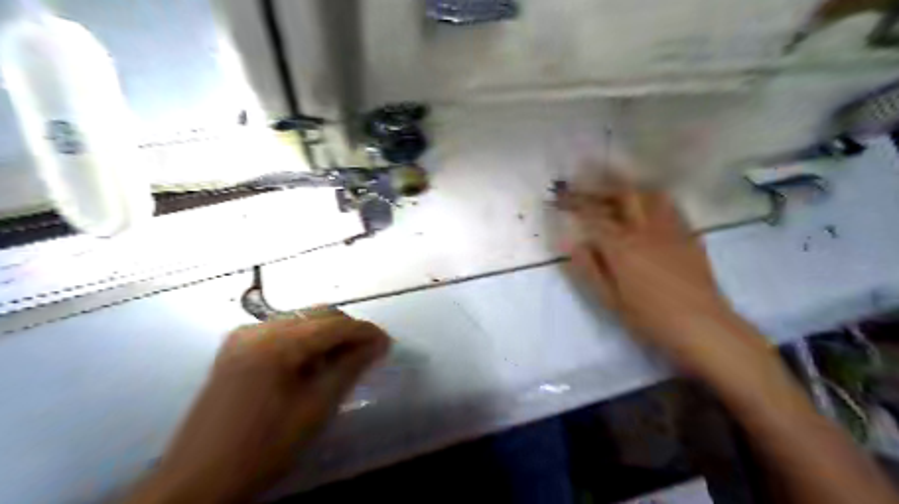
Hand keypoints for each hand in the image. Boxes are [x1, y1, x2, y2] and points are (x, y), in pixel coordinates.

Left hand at [127, 311, 390, 503]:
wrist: (197, 481)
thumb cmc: (263, 449)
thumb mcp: (315, 410)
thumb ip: (349, 369)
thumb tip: (377, 344)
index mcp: (277, 344)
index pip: (334, 324)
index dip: (365, 331)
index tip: (387, 344)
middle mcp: (258, 329)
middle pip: (317, 314)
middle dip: (348, 330)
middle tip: (369, 352)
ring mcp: (243, 336)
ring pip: (301, 320)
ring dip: (328, 334)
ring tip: (344, 360)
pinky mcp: (236, 347)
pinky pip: (282, 330)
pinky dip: (306, 340)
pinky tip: (312, 363)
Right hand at [560, 174, 768, 373]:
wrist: (702, 326)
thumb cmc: (649, 318)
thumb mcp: (609, 298)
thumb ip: (588, 268)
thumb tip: (571, 241)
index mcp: (622, 247)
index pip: (592, 217)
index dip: (574, 204)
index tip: (560, 197)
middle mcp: (645, 230)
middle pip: (622, 195)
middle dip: (600, 184)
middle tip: (585, 178)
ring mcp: (670, 229)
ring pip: (649, 194)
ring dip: (629, 185)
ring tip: (615, 184)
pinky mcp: (688, 235)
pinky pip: (670, 206)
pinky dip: (654, 197)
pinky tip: (649, 201)